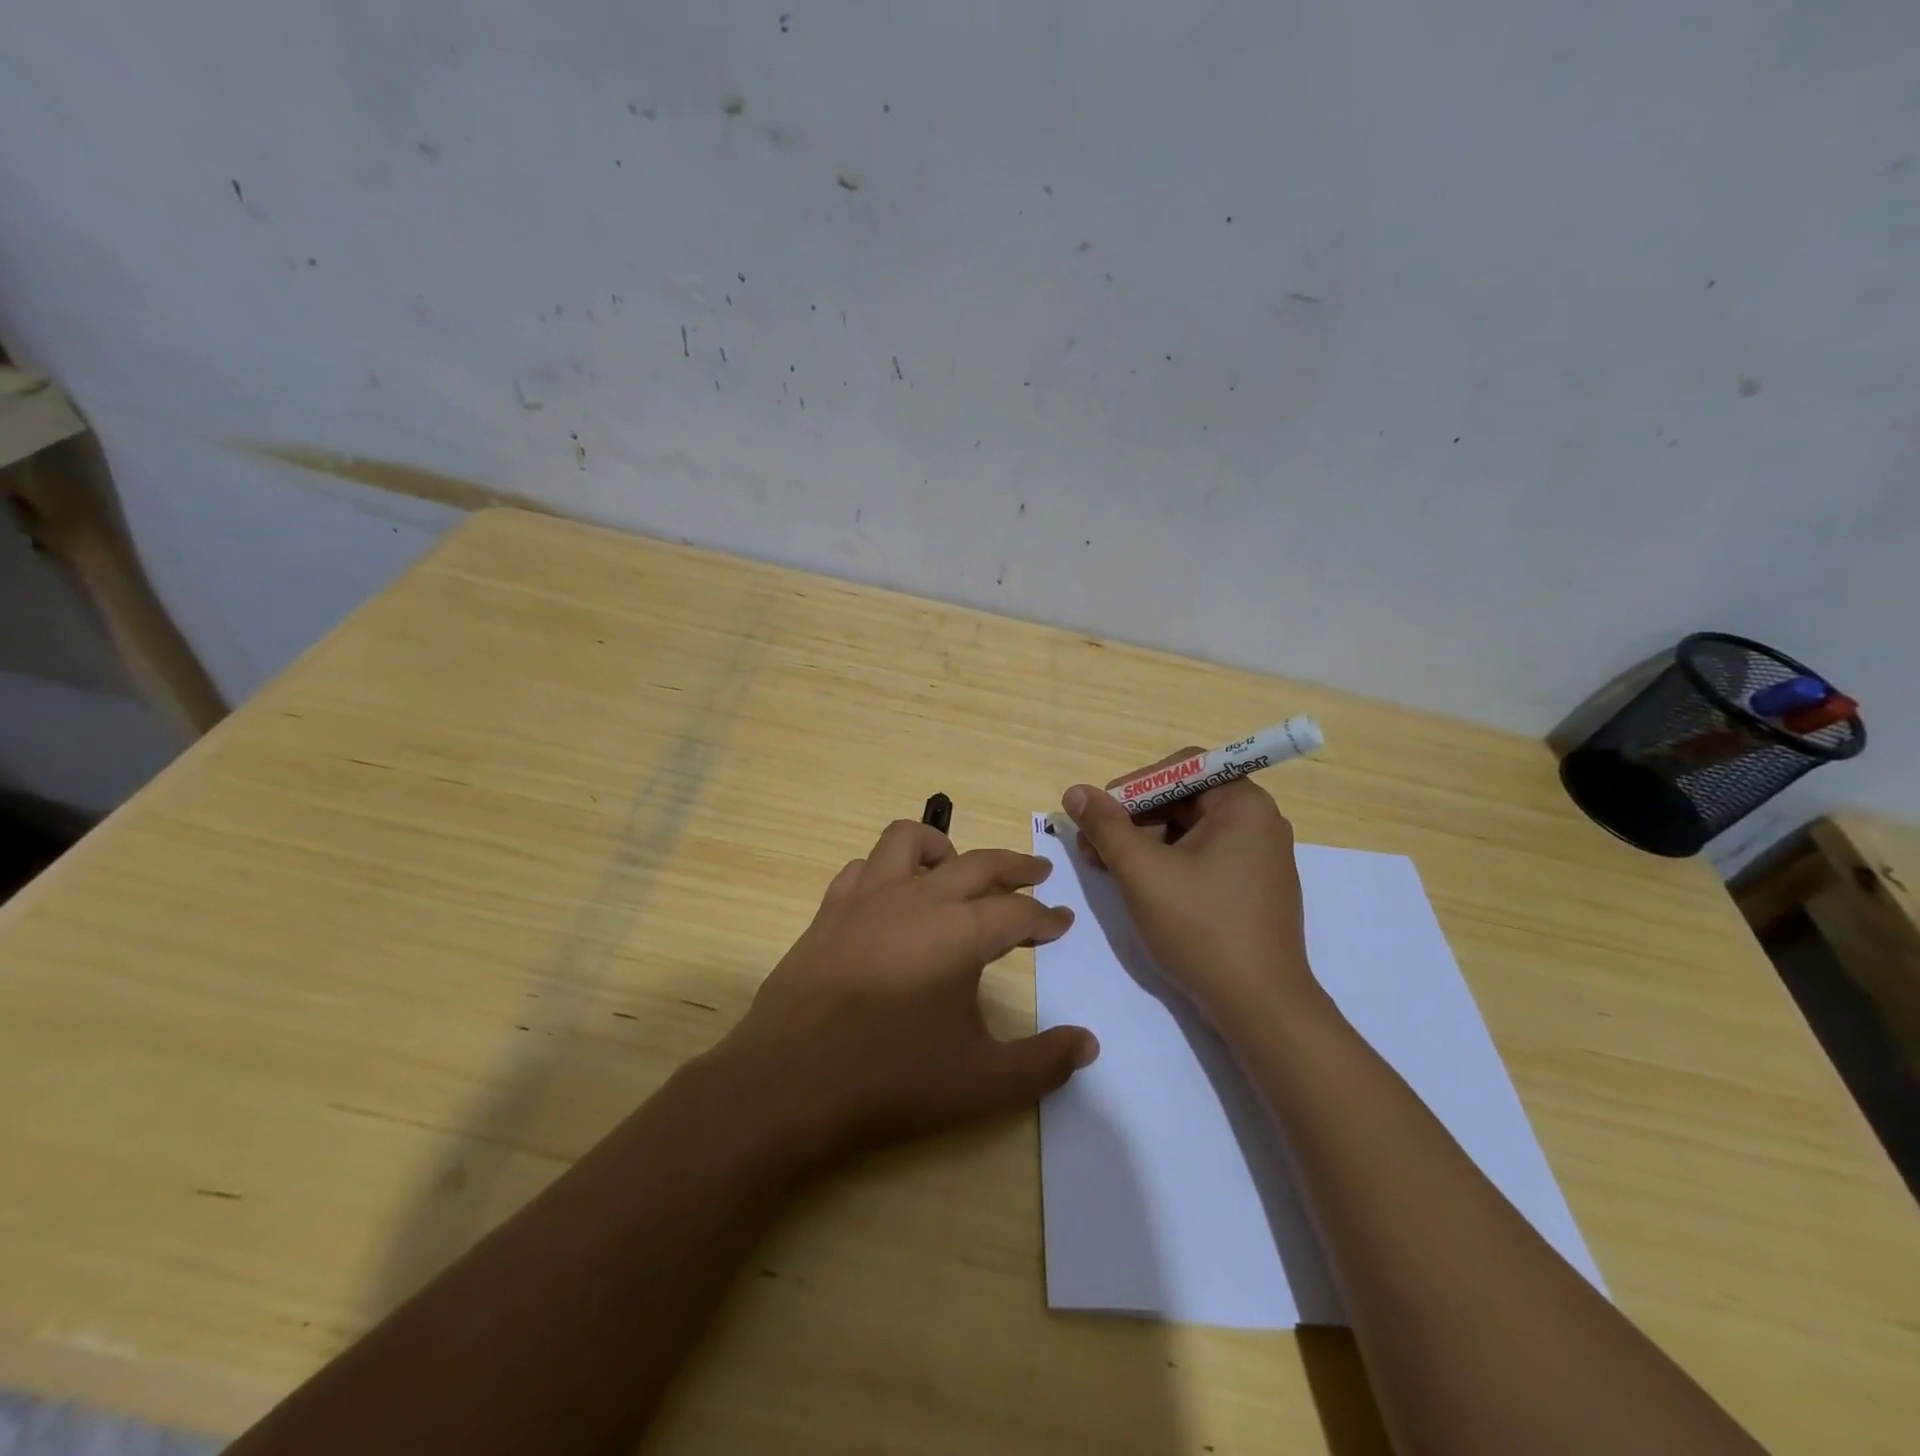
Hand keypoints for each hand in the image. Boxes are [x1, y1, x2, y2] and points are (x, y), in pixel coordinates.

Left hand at [715, 820, 1098, 1163]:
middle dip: (1014, 866)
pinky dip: (888, 871)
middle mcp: (918, 899)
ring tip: (958, 870)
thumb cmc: (891, 1078)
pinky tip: (893, 897)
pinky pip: (864, 868)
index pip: (1017, 911)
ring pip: (909, 840)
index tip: (1061, 922)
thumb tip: (1088, 1044)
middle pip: (978, 863)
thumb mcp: (981, 1082)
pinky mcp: (830, 910)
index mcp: (960, 932)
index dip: (1046, 917)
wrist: (790, 1082)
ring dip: (944, 848)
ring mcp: (868, 898)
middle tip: (1037, 873)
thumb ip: (1042, 1063)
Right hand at [1064, 753, 1316, 1025]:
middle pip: (1185, 798)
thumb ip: (1106, 826)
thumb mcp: (1142, 872)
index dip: (1135, 785)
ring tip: (1108, 868)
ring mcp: (1261, 857)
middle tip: (1094, 845)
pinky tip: (1141, 886)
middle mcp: (1259, 821)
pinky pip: (1206, 856)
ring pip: (1191, 830)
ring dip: (1146, 842)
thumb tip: (1075, 792)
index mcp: (1243, 804)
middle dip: (1135, 817)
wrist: (1260, 1007)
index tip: (1101, 814)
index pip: (1182, 767)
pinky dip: (1170, 862)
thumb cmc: (1201, 928)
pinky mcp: (1255, 887)